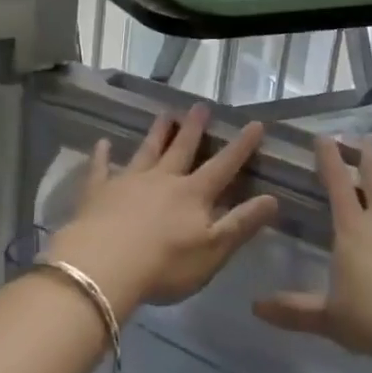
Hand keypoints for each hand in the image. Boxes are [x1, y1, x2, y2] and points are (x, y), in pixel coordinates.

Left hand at [48, 105, 277, 319]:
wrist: (104, 267)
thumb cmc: (165, 265)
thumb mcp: (213, 250)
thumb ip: (241, 223)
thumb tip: (273, 198)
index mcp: (193, 194)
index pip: (223, 166)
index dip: (241, 146)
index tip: (255, 124)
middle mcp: (163, 179)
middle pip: (182, 149)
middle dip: (194, 128)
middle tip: (200, 105)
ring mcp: (129, 182)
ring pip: (147, 151)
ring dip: (157, 133)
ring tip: (165, 114)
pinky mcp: (98, 192)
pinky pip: (100, 168)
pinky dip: (102, 155)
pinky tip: (102, 143)